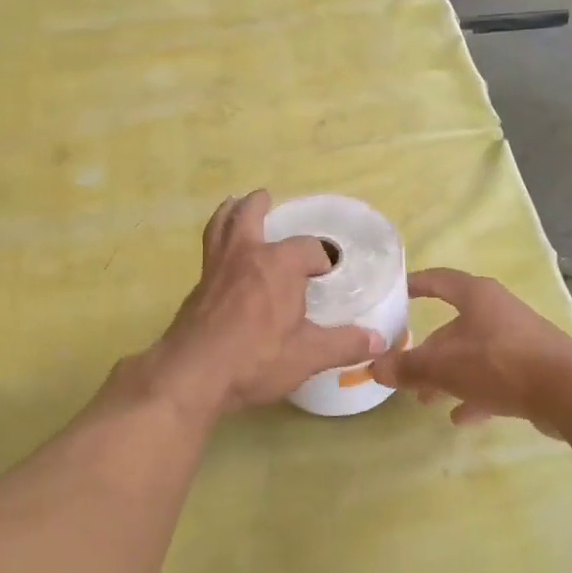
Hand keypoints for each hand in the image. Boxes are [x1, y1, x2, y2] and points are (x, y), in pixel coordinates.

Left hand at [140, 191, 385, 415]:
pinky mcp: (198, 287)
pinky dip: (218, 241)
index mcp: (279, 264)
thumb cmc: (256, 359)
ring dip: (230, 212)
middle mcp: (246, 255)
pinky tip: (223, 259)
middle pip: (250, 215)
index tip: (327, 275)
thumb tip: (379, 340)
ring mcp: (216, 269)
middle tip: (267, 198)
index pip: (309, 248)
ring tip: (234, 205)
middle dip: (260, 205)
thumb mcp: (308, 355)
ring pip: (221, 227)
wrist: (192, 374)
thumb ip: (344, 344)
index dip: (321, 259)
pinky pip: (210, 252)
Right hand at [371, 268, 571, 429]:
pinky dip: (476, 395)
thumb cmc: (499, 364)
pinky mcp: (534, 369)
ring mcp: (519, 341)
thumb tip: (375, 367)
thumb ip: (408, 367)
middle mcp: (498, 312)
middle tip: (406, 373)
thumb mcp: (444, 366)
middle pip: (454, 327)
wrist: (569, 393)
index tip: (395, 292)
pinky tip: (461, 418)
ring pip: (474, 356)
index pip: (439, 280)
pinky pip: (496, 379)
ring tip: (427, 401)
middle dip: (429, 352)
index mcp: (477, 297)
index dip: (415, 284)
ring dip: (449, 377)